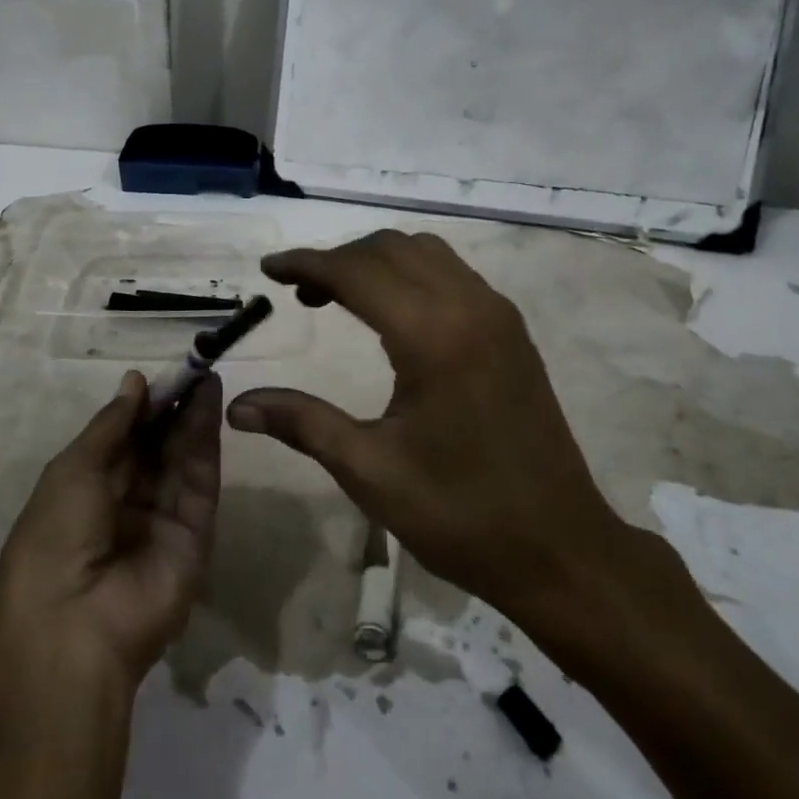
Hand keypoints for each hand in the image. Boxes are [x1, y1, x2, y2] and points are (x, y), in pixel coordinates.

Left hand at [0, 371, 221, 687]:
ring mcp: (162, 521)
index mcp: (86, 491)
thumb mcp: (73, 470)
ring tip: (205, 376)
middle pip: (156, 447)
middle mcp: (126, 504)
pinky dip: (206, 442)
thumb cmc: (54, 539)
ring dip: (192, 417)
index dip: (142, 407)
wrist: (73, 628)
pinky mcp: (195, 536)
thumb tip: (135, 382)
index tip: (163, 374)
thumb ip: (111, 425)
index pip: (122, 440)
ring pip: (181, 459)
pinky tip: (209, 405)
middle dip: (172, 408)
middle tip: (193, 368)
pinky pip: (200, 482)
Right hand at [226, 230, 659, 661]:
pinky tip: (390, 312)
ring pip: (424, 253)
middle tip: (297, 291)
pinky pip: (451, 273)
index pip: (356, 272)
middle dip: (338, 258)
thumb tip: (237, 405)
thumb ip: (302, 423)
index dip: (306, 263)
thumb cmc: (460, 515)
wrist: (561, 550)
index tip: (267, 268)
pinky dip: (409, 273)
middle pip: (390, 248)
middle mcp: (469, 306)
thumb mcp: (370, 471)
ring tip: (337, 296)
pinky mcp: (511, 330)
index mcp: (433, 336)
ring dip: (375, 261)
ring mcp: (497, 314)